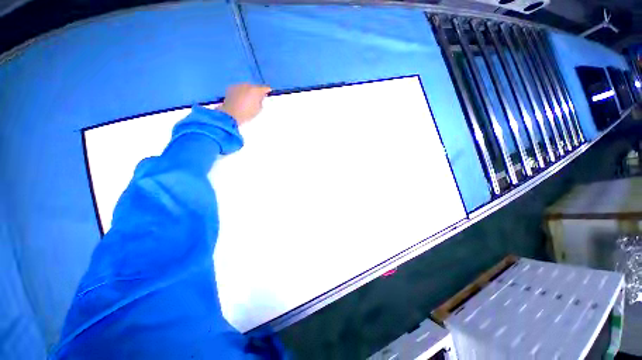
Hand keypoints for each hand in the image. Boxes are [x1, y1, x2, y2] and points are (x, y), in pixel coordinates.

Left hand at [218, 83, 270, 125]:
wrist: (230, 115)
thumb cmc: (247, 113)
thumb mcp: (259, 109)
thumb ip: (261, 101)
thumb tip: (260, 97)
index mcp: (256, 90)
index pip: (265, 88)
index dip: (267, 91)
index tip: (268, 94)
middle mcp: (247, 85)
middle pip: (255, 86)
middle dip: (256, 91)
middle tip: (258, 98)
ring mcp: (238, 86)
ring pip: (246, 87)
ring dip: (248, 91)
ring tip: (248, 99)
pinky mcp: (230, 89)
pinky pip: (239, 89)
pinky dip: (241, 93)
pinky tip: (241, 99)